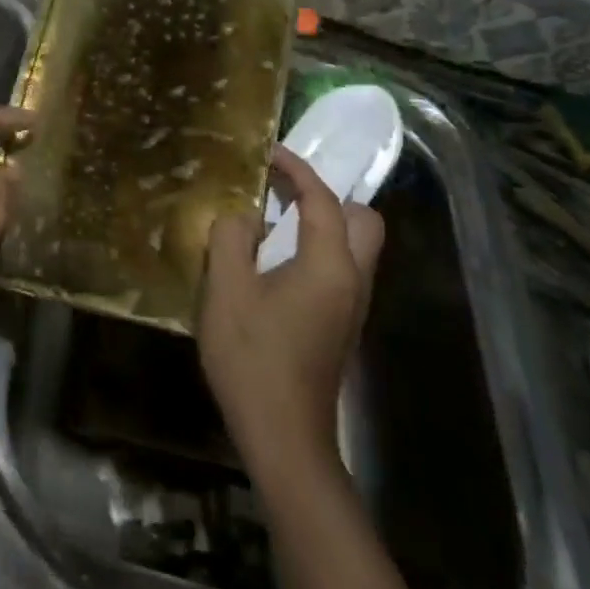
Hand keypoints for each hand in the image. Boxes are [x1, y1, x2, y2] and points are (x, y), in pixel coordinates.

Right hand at [198, 145, 384, 472]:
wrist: (283, 437)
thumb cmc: (253, 358)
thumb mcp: (227, 290)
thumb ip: (232, 238)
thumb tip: (244, 216)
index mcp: (330, 264)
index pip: (323, 199)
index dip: (297, 169)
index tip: (268, 151)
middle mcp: (353, 279)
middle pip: (362, 220)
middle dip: (328, 196)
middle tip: (284, 190)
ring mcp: (352, 306)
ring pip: (355, 246)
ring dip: (323, 222)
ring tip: (275, 217)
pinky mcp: (342, 325)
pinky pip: (341, 268)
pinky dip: (318, 248)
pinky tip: (277, 259)